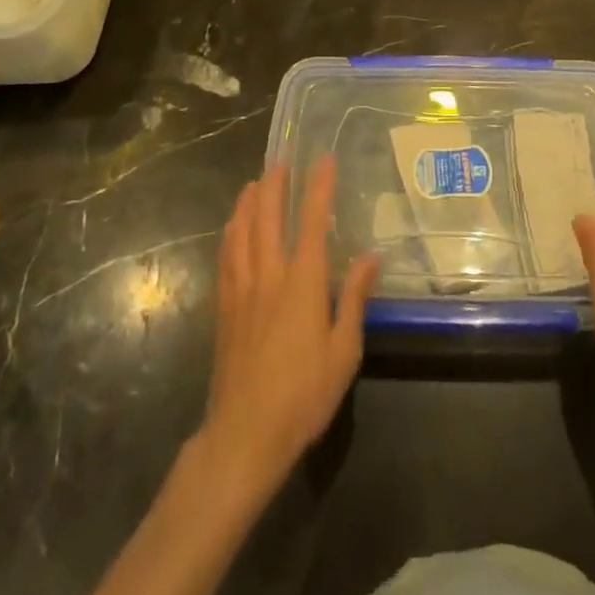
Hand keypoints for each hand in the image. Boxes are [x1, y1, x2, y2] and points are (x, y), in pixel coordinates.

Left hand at [202, 159, 379, 490]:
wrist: (244, 435)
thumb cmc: (303, 395)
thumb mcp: (344, 351)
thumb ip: (354, 298)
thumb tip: (370, 256)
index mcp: (302, 283)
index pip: (311, 221)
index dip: (318, 187)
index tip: (323, 159)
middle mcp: (268, 275)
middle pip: (267, 217)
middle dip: (274, 185)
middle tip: (282, 161)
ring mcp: (241, 290)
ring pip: (240, 232)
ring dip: (248, 202)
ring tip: (254, 182)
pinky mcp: (223, 308)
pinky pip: (225, 257)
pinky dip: (230, 232)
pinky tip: (232, 227)